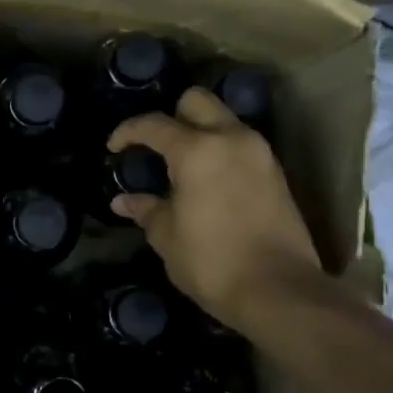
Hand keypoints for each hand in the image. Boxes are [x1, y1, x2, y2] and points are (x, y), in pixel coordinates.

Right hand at [108, 89, 321, 333]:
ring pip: (224, 120)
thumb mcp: (167, 237)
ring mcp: (259, 153)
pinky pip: (241, 144)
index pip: (154, 124)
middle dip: (172, 114)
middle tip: (156, 145)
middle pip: (197, 101)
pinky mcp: (276, 173)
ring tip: (181, 164)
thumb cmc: (212, 262)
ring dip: (200, 132)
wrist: (279, 290)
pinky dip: (221, 151)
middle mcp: (231, 139)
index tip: (114, 147)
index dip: (128, 132)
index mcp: (197, 150)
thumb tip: (124, 201)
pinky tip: (207, 181)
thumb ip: (146, 210)